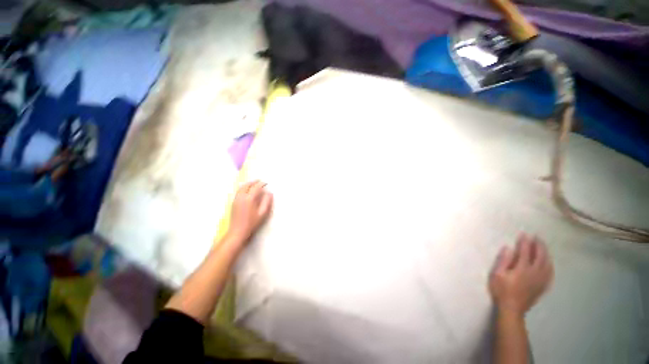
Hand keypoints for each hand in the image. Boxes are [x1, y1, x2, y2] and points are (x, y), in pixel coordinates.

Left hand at [227, 180, 273, 243]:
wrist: (238, 231)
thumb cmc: (252, 223)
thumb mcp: (262, 213)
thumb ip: (266, 202)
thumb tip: (269, 193)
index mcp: (249, 199)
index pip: (256, 188)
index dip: (261, 184)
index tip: (266, 183)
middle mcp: (241, 197)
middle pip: (247, 185)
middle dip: (253, 182)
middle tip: (260, 181)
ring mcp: (236, 200)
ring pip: (241, 188)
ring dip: (248, 184)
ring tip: (253, 183)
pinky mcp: (233, 203)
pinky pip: (238, 191)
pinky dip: (243, 188)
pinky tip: (246, 190)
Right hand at [489, 234, 553, 315]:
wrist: (512, 308)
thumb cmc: (501, 290)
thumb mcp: (497, 274)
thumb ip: (503, 260)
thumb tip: (508, 247)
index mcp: (522, 269)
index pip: (525, 251)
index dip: (524, 242)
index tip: (524, 234)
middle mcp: (534, 273)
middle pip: (540, 256)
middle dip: (539, 245)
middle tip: (537, 237)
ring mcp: (541, 280)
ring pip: (547, 264)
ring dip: (546, 254)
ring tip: (544, 247)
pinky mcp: (543, 286)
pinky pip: (550, 273)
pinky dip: (550, 265)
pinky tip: (549, 263)